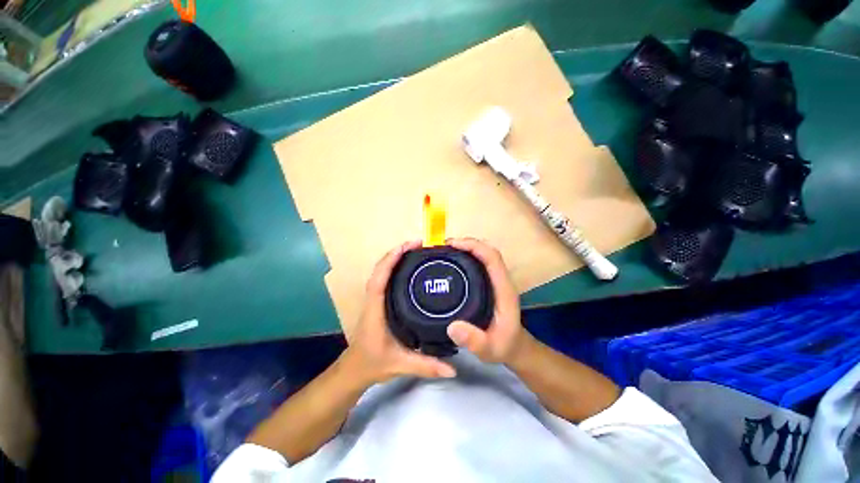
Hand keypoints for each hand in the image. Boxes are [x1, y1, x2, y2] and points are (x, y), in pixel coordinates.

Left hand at [344, 240, 456, 384]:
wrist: (355, 370)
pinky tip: (410, 267)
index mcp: (375, 309)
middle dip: (398, 253)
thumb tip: (453, 369)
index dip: (391, 259)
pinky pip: (385, 278)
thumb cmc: (373, 364)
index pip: (379, 278)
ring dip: (396, 257)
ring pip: (382, 271)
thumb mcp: (400, 365)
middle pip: (381, 268)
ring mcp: (375, 298)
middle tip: (420, 245)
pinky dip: (395, 267)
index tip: (409, 246)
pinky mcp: (380, 300)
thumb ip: (426, 365)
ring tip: (417, 250)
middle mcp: (373, 299)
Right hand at [446, 238, 531, 363]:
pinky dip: (466, 257)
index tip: (452, 245)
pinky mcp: (489, 283)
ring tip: (445, 251)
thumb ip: (474, 341)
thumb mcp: (490, 349)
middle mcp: (500, 280)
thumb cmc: (504, 346)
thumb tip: (452, 327)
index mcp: (503, 289)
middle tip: (444, 246)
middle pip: (487, 251)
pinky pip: (479, 263)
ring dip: (466, 248)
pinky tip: (452, 262)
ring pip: (483, 255)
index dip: (474, 246)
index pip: (492, 257)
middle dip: (467, 244)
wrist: (515, 348)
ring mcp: (495, 281)